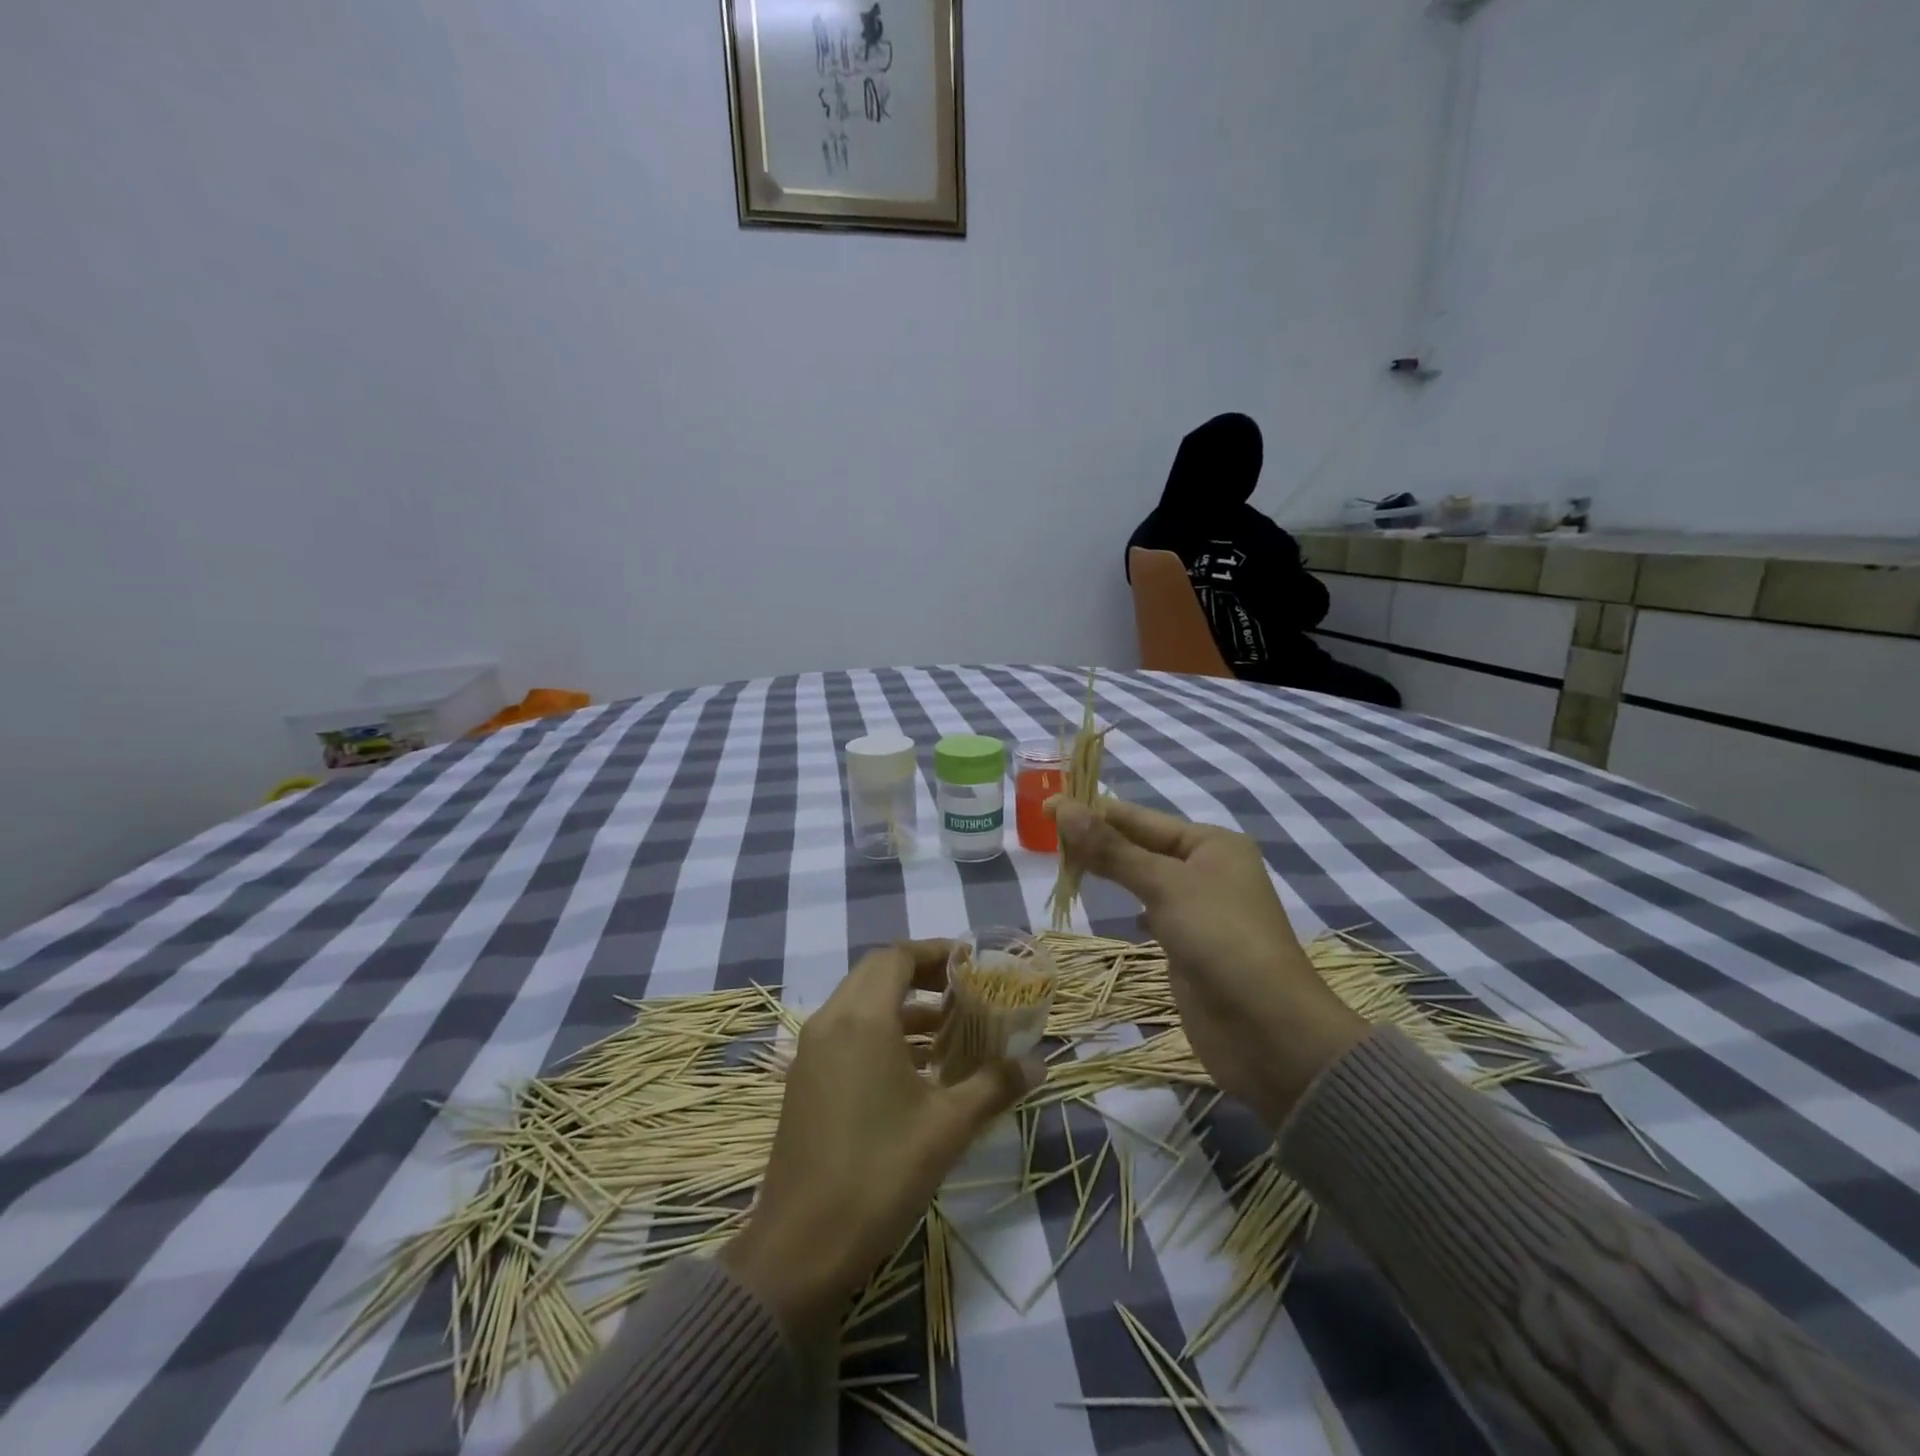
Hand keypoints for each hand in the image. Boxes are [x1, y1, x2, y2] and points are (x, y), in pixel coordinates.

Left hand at [721, 941, 1037, 1336]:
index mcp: (862, 1019)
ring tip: (948, 1028)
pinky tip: (915, 1068)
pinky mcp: (805, 1081)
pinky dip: (881, 1032)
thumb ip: (994, 1086)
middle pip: (877, 973)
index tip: (973, 963)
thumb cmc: (879, 1174)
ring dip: (902, 1005)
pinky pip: (846, 1032)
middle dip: (921, 974)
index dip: (937, 952)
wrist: (799, 1250)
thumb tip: (1037, 1064)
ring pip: (859, 1003)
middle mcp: (830, 1022)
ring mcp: (811, 1052)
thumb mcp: (947, 1128)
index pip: (898, 957)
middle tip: (964, 990)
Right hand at [1053, 799, 1366, 1128]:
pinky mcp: (1191, 946)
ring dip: (1110, 871)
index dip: (1092, 811)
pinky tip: (1118, 914)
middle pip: (1140, 844)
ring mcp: (1200, 909)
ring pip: (1143, 879)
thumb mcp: (1165, 886)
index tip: (1045, 807)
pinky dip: (1131, 908)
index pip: (1139, 817)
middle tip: (1046, 838)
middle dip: (1097, 840)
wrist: (1267, 1031)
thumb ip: (1112, 849)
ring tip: (1065, 866)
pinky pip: (1152, 912)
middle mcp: (1207, 869)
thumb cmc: (1221, 941)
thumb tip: (1062, 807)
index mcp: (1211, 843)